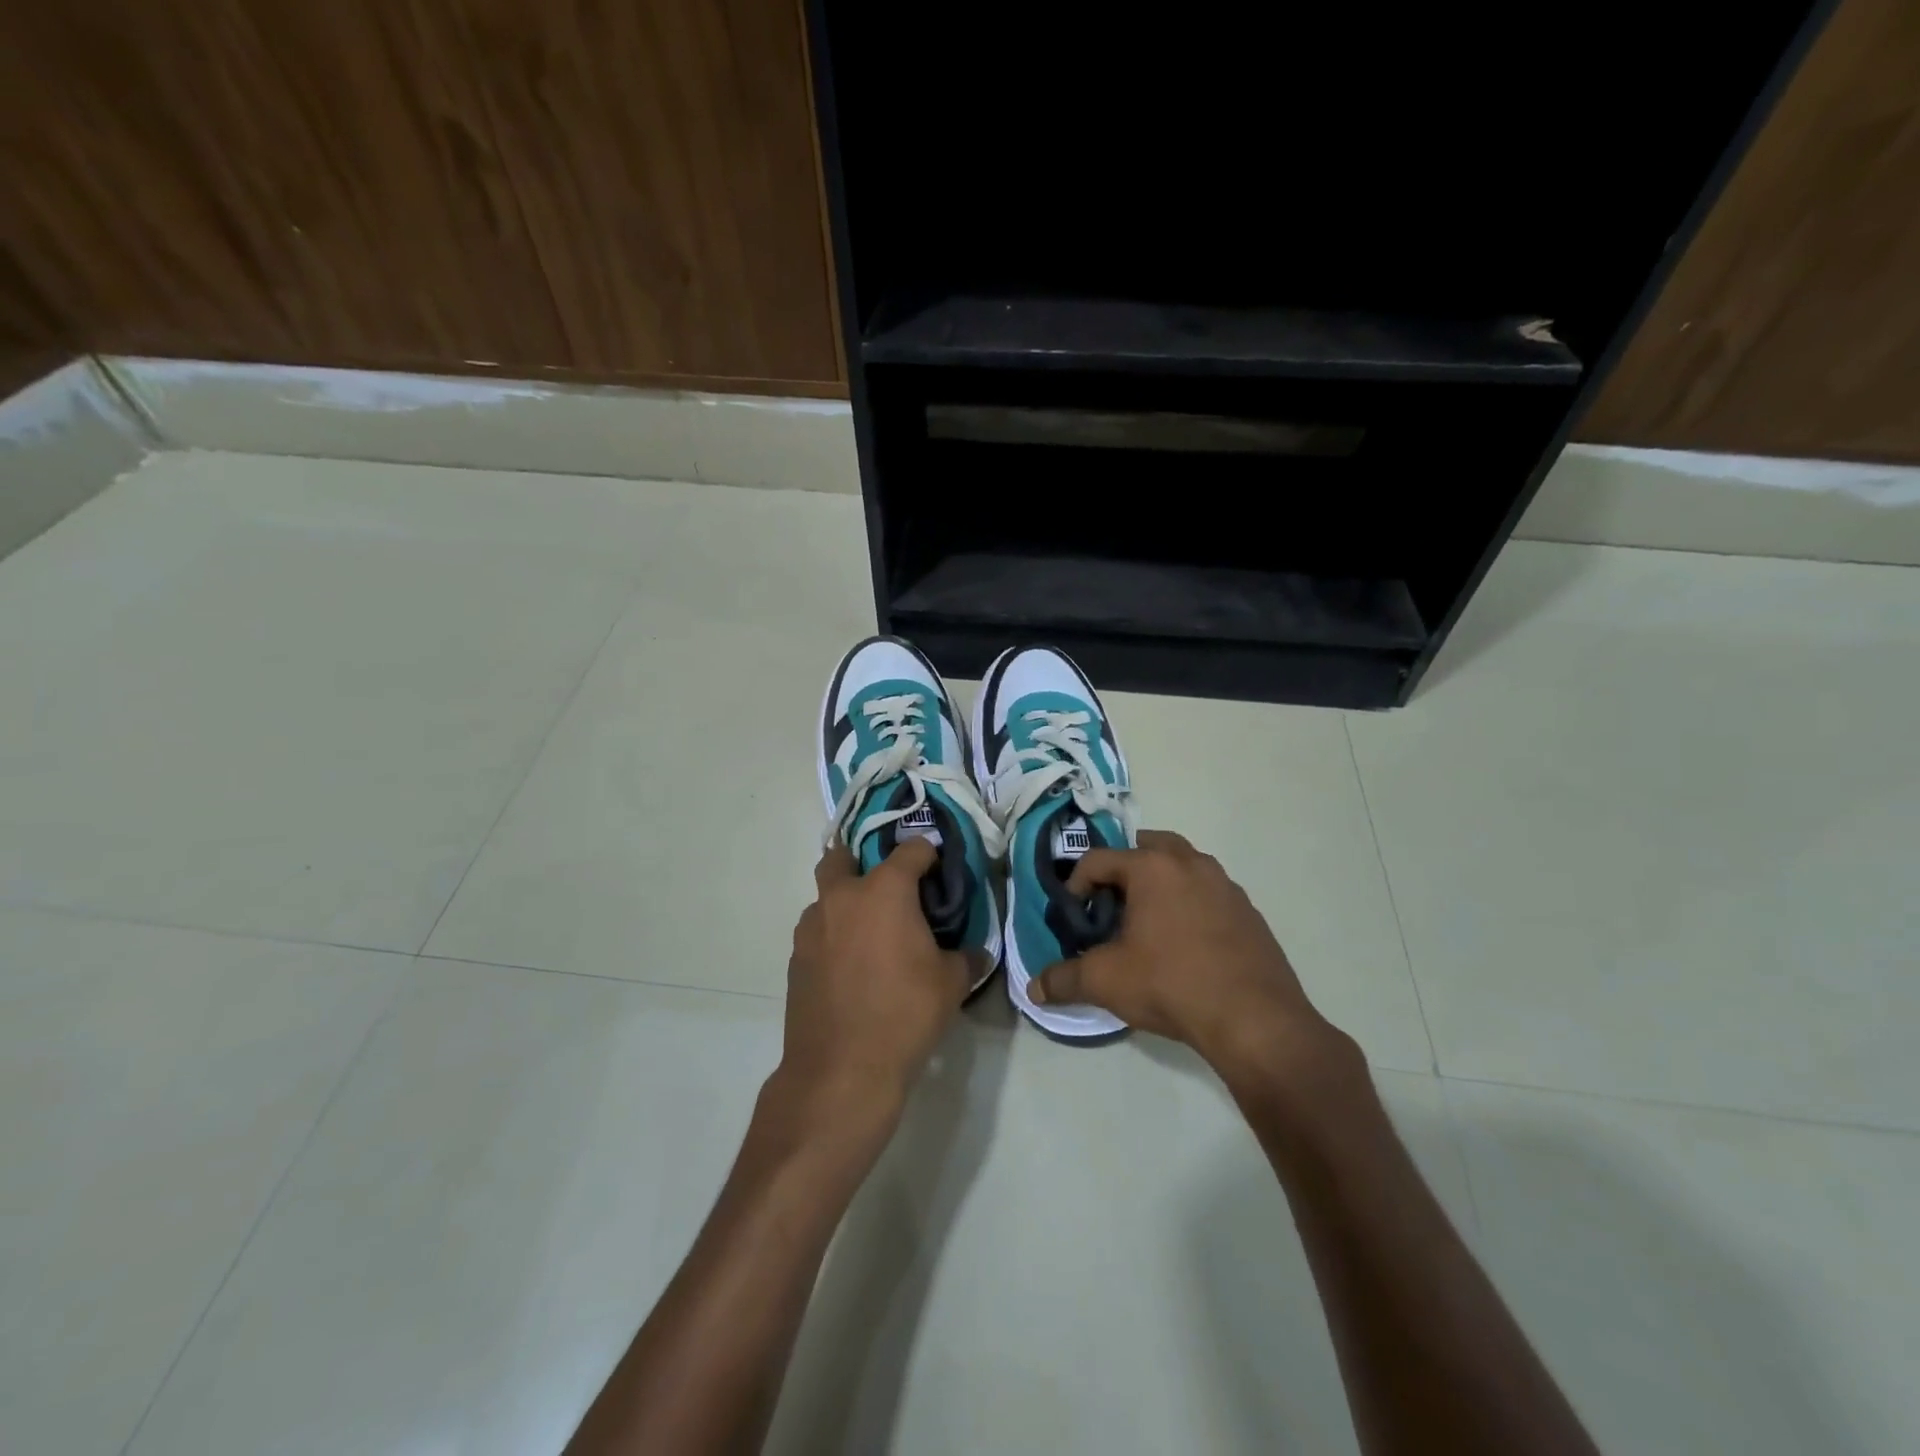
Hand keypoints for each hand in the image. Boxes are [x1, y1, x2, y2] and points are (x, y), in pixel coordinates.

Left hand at [775, 838, 971, 1128]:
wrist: (842, 1069)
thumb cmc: (905, 1014)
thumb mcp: (952, 984)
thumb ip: (967, 957)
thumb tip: (976, 952)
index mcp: (884, 890)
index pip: (911, 849)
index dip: (929, 854)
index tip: (939, 869)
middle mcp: (843, 897)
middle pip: (843, 857)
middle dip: (863, 861)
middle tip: (888, 889)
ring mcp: (812, 926)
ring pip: (826, 896)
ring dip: (845, 902)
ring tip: (870, 933)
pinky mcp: (796, 957)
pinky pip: (817, 931)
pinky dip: (833, 935)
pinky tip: (851, 965)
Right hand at [1028, 830, 1353, 1079]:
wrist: (1255, 1020)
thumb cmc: (1171, 984)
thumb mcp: (1106, 981)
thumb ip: (1064, 979)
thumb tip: (1034, 989)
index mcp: (1152, 867)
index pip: (1098, 859)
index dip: (1076, 885)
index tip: (1074, 918)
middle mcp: (1190, 863)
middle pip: (1146, 847)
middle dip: (1122, 870)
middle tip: (1109, 905)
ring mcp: (1225, 884)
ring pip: (1182, 866)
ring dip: (1159, 882)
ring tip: (1146, 922)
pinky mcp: (1248, 910)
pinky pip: (1208, 892)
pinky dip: (1189, 903)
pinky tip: (1184, 943)